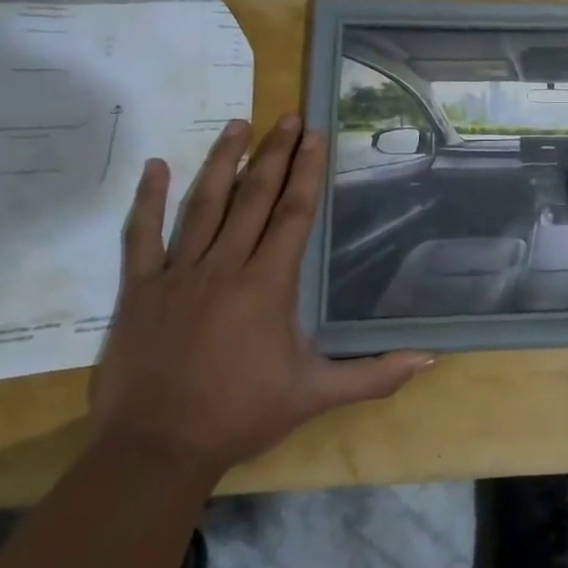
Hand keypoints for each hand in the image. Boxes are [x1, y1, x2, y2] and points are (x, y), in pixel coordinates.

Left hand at [90, 115, 432, 481]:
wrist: (154, 452)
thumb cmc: (239, 417)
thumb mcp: (315, 395)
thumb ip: (374, 375)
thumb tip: (430, 358)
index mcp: (267, 285)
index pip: (293, 214)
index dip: (306, 172)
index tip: (314, 135)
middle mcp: (224, 267)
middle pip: (254, 198)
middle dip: (274, 153)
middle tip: (288, 116)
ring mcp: (177, 275)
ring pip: (202, 206)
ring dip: (222, 162)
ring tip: (238, 125)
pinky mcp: (138, 291)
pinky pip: (140, 237)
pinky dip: (147, 201)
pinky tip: (154, 166)